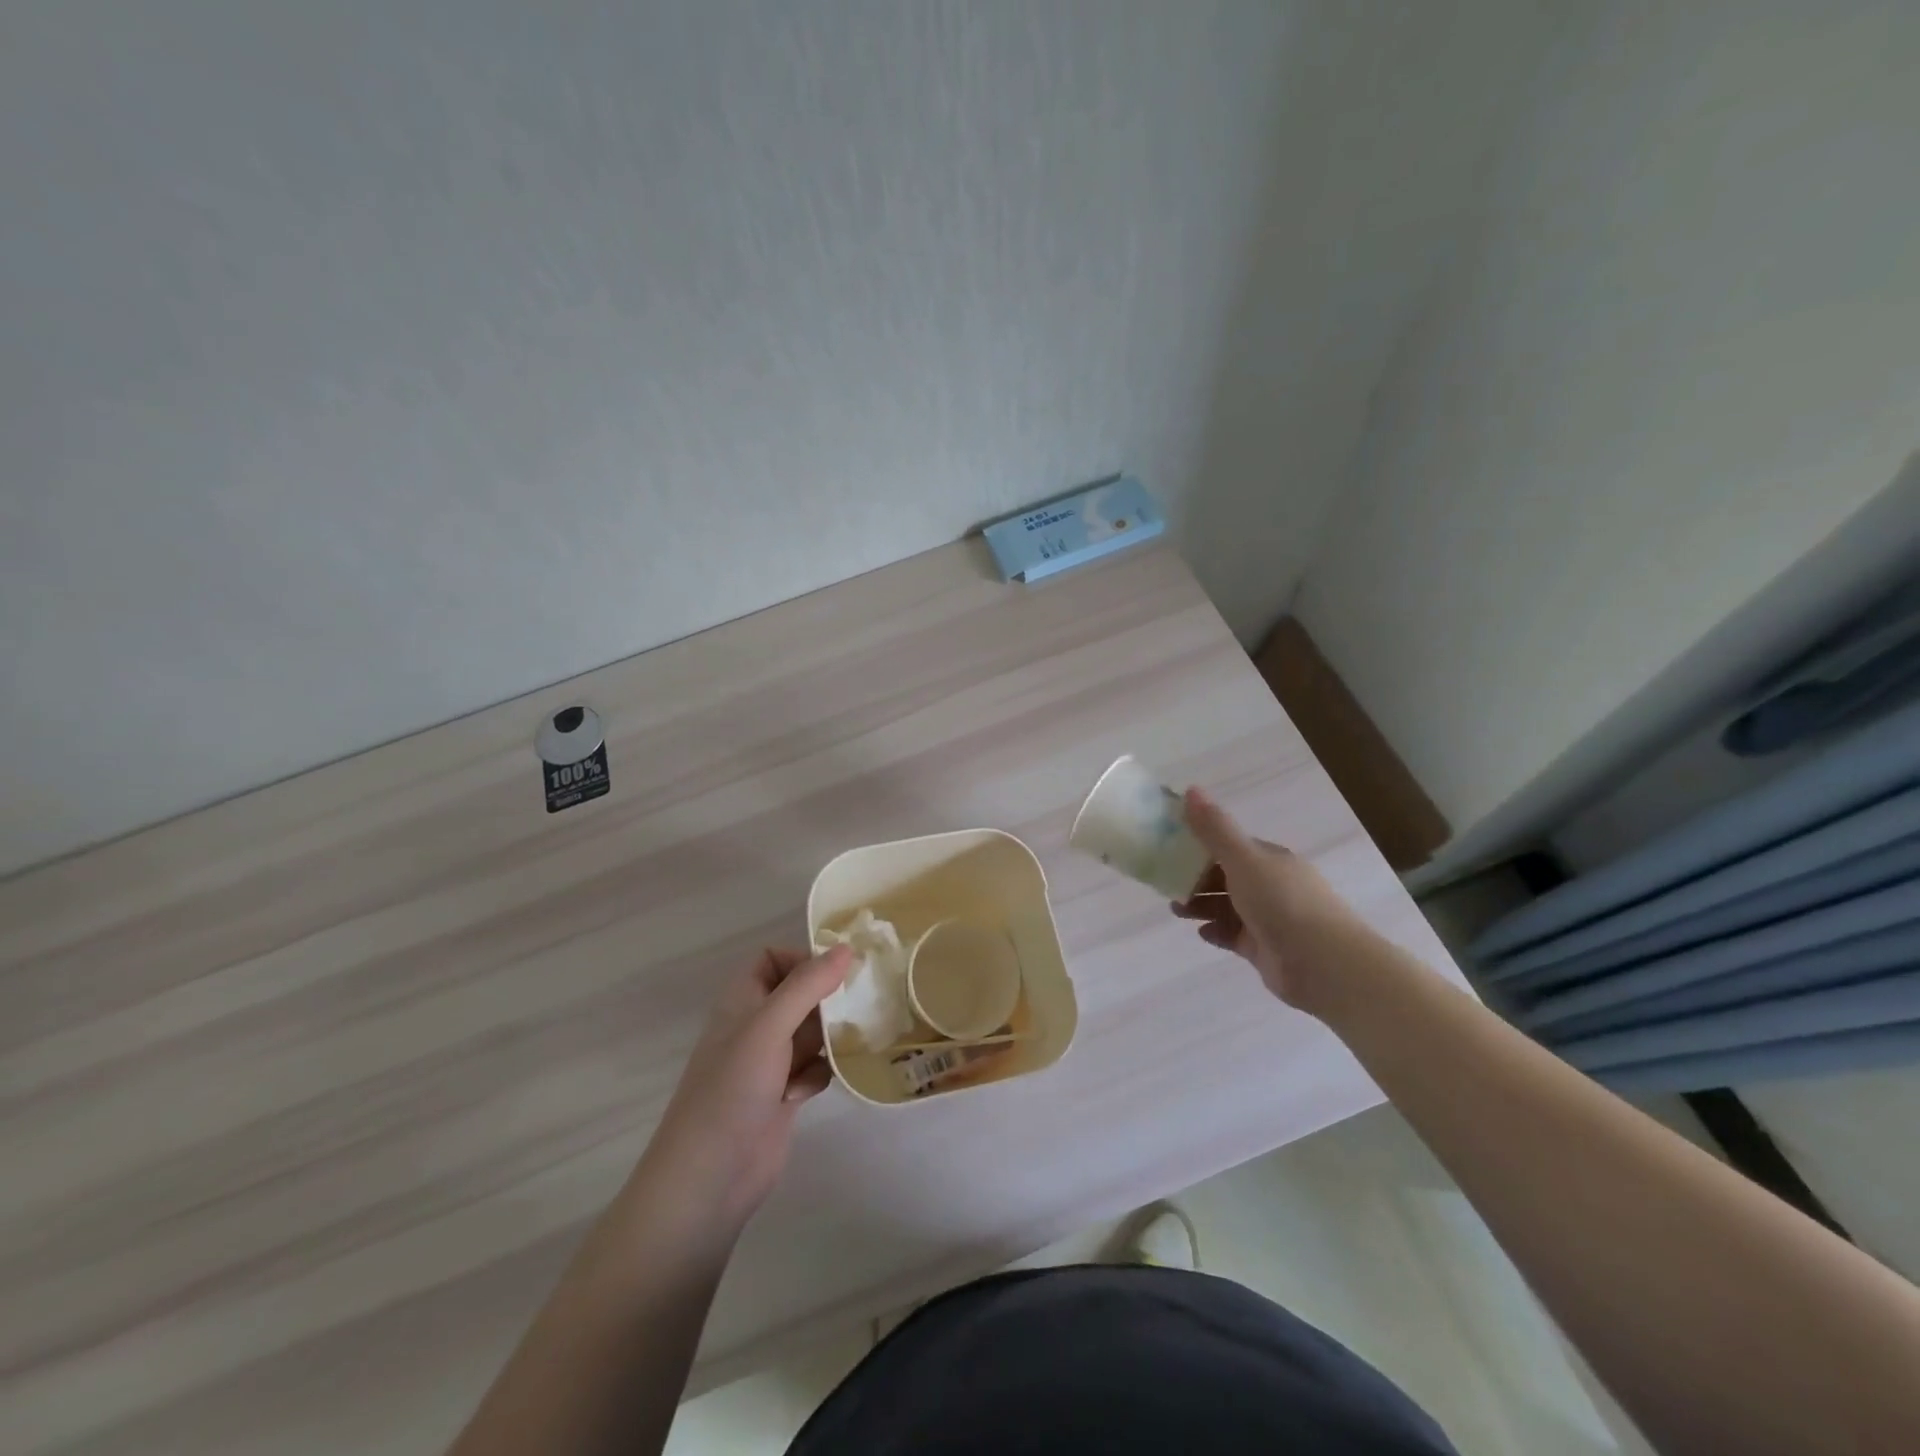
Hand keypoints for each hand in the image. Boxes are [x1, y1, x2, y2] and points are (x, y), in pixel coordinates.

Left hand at [632, 945, 850, 1238]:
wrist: (709, 1178)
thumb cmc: (732, 1090)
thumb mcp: (769, 1027)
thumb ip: (807, 985)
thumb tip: (846, 948)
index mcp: (742, 1001)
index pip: (772, 959)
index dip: (801, 960)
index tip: (835, 973)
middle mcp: (755, 1026)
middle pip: (799, 994)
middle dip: (827, 1000)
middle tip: (857, 1006)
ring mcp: (769, 1062)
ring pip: (812, 1031)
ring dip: (828, 1038)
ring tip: (845, 1046)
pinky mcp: (783, 1094)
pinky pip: (814, 1067)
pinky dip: (819, 1073)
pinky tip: (808, 1091)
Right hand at [1171, 787, 1361, 1014]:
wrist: (1325, 965)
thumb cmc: (1283, 902)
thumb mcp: (1244, 859)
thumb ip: (1215, 828)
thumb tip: (1191, 788)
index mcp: (1269, 859)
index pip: (1229, 846)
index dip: (1199, 845)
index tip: (1169, 848)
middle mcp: (1271, 885)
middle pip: (1225, 876)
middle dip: (1195, 879)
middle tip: (1166, 884)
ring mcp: (1269, 918)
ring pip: (1227, 906)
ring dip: (1201, 905)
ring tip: (1176, 911)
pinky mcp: (1265, 948)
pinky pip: (1233, 935)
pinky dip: (1216, 931)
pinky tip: (1201, 933)